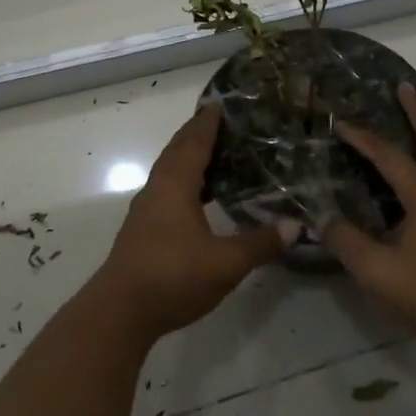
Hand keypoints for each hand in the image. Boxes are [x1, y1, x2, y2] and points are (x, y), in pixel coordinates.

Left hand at [94, 105, 283, 340]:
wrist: (119, 312)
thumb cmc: (172, 276)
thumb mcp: (226, 263)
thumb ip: (260, 243)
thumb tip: (295, 225)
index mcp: (176, 185)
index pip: (194, 142)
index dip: (208, 122)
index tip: (220, 103)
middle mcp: (158, 189)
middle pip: (177, 151)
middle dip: (196, 133)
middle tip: (221, 122)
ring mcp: (146, 210)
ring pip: (169, 171)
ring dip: (189, 158)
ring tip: (215, 155)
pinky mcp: (143, 230)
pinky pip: (167, 190)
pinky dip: (185, 182)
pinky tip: (199, 198)